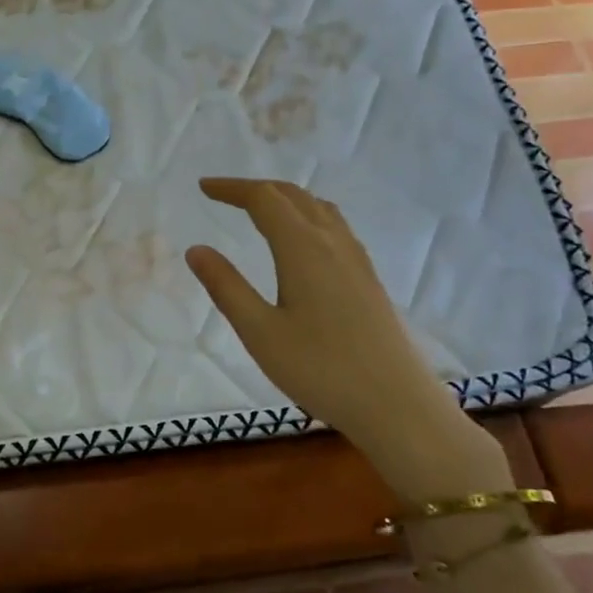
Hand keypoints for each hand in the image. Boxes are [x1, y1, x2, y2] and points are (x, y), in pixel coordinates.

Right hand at [185, 178, 504, 499]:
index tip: (203, 187)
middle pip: (293, 196)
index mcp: (303, 249)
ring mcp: (356, 260)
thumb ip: (226, 287)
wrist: (397, 405)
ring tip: (259, 210)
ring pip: (318, 209)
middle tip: (223, 195)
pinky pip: (335, 228)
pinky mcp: (368, 279)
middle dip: (255, 189)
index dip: (232, 188)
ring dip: (284, 199)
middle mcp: (333, 243)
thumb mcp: (260, 332)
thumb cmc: (321, 370)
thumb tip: (196, 249)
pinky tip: (301, 243)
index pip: (264, 199)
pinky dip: (307, 217)